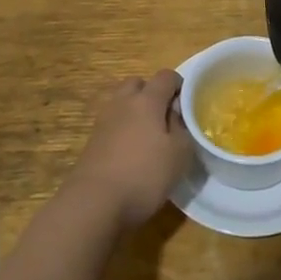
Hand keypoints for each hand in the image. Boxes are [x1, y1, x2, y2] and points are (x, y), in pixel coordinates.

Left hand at [67, 71, 193, 231]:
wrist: (94, 202)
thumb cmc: (144, 174)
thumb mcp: (179, 154)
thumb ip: (182, 128)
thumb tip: (175, 113)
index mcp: (146, 100)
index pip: (166, 76)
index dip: (179, 85)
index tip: (188, 104)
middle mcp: (123, 103)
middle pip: (138, 84)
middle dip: (152, 94)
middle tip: (165, 117)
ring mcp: (103, 121)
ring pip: (122, 103)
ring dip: (135, 112)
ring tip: (149, 136)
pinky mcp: (92, 141)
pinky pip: (112, 124)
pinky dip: (123, 130)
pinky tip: (132, 152)